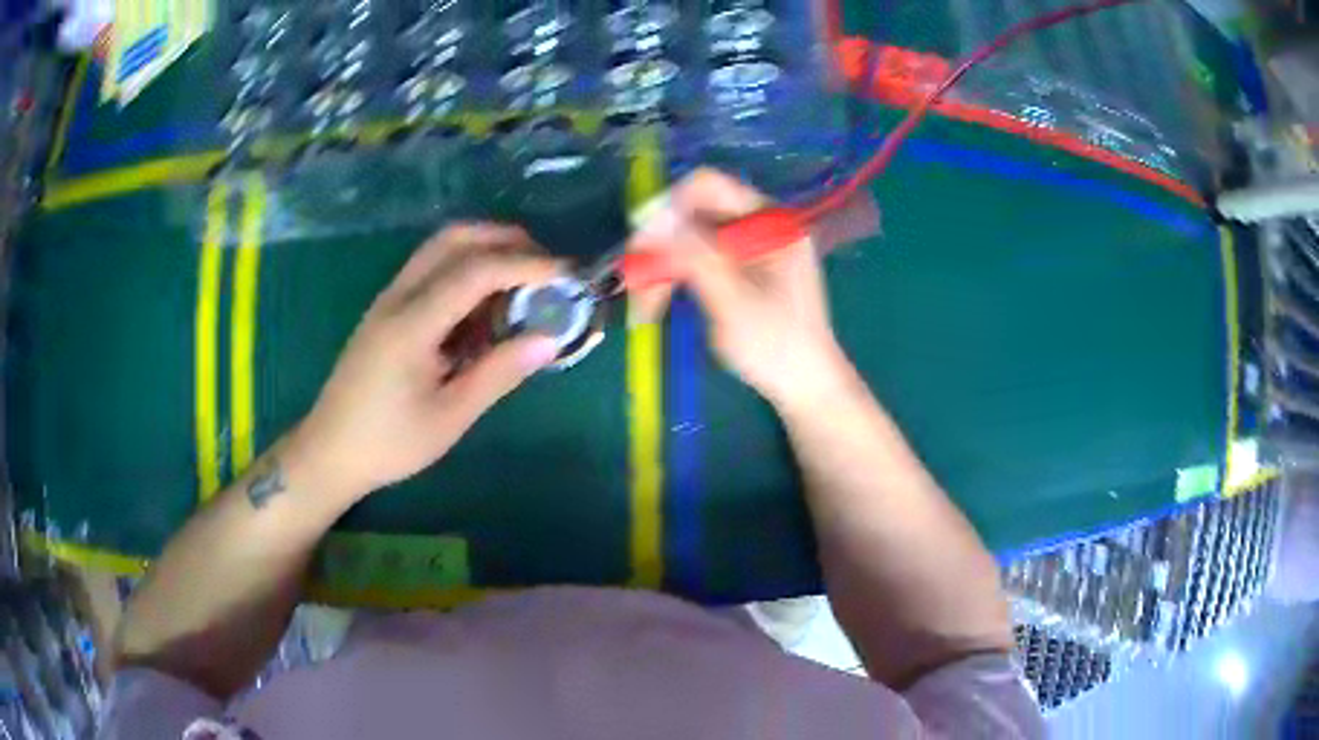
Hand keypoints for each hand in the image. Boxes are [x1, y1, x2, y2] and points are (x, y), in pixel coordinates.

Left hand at [287, 224, 562, 501]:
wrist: (330, 450)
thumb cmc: (390, 442)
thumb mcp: (450, 416)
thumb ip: (499, 372)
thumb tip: (549, 339)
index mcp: (413, 322)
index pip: (476, 270)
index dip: (526, 264)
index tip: (567, 275)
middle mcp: (399, 296)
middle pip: (455, 238)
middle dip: (506, 240)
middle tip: (545, 267)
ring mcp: (389, 299)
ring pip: (440, 248)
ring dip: (485, 250)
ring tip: (522, 283)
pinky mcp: (387, 309)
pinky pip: (430, 269)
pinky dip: (465, 270)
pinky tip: (483, 306)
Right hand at [630, 169, 854, 411]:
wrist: (805, 386)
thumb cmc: (777, 345)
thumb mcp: (733, 301)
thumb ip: (695, 256)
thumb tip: (653, 220)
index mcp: (770, 220)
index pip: (708, 187)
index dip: (668, 207)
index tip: (641, 244)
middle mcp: (758, 223)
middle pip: (692, 214)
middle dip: (659, 248)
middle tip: (634, 285)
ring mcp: (747, 247)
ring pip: (687, 240)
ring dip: (661, 269)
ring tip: (644, 309)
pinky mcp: (737, 269)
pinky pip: (695, 260)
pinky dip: (673, 279)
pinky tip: (656, 305)